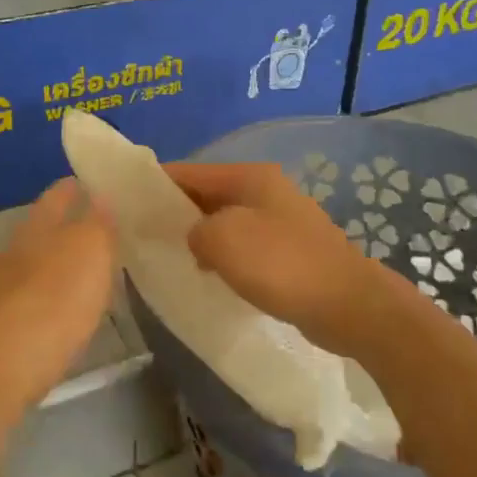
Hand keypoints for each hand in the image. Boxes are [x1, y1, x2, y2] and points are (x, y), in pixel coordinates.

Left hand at [0, 179, 117, 415]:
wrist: (2, 370)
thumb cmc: (54, 300)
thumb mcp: (90, 251)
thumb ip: (98, 223)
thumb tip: (99, 198)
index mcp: (35, 228)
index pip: (56, 197)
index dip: (72, 188)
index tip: (88, 182)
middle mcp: (13, 252)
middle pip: (42, 231)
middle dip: (66, 228)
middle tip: (99, 230)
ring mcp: (1, 291)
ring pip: (34, 266)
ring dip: (58, 266)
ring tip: (88, 274)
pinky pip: (32, 301)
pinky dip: (50, 299)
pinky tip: (66, 313)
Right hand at [165, 162, 420, 361]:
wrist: (349, 305)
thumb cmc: (282, 265)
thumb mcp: (224, 241)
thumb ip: (195, 232)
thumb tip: (195, 238)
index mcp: (249, 176)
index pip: (189, 171)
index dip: (156, 184)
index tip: (127, 203)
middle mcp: (265, 190)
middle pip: (207, 195)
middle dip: (176, 213)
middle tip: (144, 236)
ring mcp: (280, 219)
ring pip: (225, 221)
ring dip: (200, 238)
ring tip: (171, 259)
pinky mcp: (289, 250)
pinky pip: (244, 245)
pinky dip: (223, 256)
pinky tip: (208, 276)